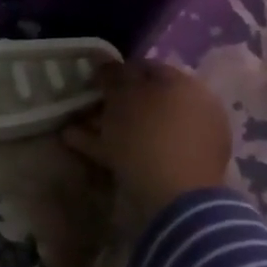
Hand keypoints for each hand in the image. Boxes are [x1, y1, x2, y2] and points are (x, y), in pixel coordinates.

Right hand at [63, 60, 233, 218]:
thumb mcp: (122, 96)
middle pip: (144, 100)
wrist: (175, 201)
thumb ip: (113, 75)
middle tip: (84, 107)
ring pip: (140, 128)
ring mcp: (187, 144)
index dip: (116, 71)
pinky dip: (113, 148)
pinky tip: (81, 146)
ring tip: (73, 129)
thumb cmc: (148, 134)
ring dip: (106, 126)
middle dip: (111, 103)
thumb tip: (107, 64)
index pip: (147, 68)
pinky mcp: (176, 172)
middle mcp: (193, 111)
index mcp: (187, 86)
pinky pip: (141, 151)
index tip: (92, 80)